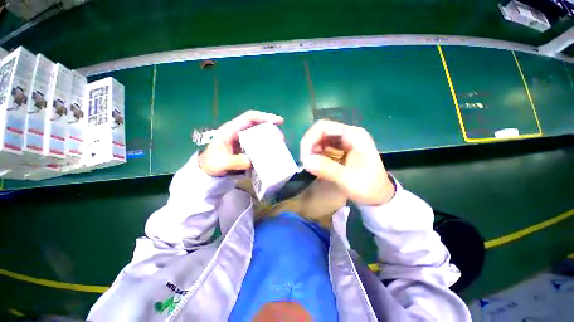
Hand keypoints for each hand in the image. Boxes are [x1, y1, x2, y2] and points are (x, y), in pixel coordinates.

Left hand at [198, 110, 283, 175]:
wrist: (208, 171)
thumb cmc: (211, 164)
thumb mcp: (220, 163)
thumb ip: (234, 162)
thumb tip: (251, 161)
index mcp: (231, 130)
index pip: (249, 118)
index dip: (264, 117)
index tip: (278, 121)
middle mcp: (239, 133)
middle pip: (257, 125)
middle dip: (271, 129)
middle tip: (281, 138)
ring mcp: (243, 141)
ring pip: (259, 135)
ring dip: (270, 139)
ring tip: (280, 146)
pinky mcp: (246, 149)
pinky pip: (259, 145)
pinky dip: (266, 148)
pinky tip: (272, 154)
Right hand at [300, 120, 394, 205]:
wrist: (380, 196)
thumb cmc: (369, 187)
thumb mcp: (349, 180)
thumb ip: (327, 169)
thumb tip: (306, 161)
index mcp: (354, 136)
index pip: (324, 127)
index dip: (310, 139)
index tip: (305, 157)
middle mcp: (348, 134)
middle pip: (320, 132)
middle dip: (309, 146)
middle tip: (305, 162)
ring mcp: (344, 142)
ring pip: (320, 140)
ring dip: (311, 151)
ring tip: (309, 165)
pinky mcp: (340, 150)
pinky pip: (323, 148)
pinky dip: (316, 155)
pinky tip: (315, 165)